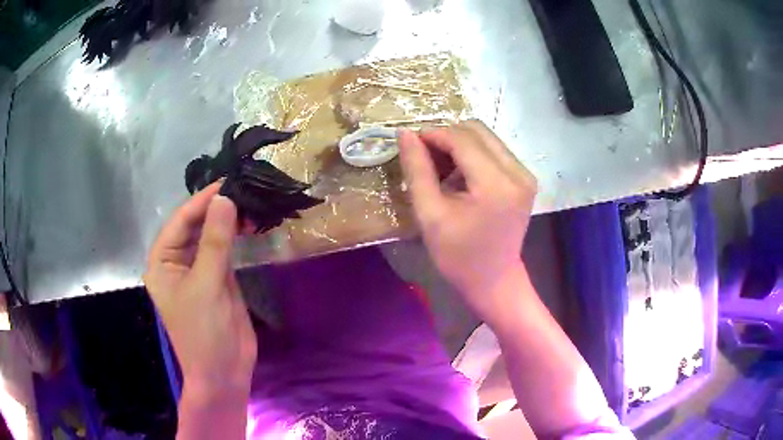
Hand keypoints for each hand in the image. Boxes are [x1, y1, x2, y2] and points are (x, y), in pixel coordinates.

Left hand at [143, 183, 256, 402]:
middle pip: (194, 226)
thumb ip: (215, 242)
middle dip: (216, 208)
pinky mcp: (218, 278)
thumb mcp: (206, 286)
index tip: (227, 182)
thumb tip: (225, 199)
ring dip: (228, 220)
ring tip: (250, 203)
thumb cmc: (204, 333)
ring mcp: (198, 269)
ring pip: (211, 236)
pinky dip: (236, 236)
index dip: (201, 201)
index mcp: (162, 262)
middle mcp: (177, 262)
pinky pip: (225, 249)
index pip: (180, 222)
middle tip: (243, 189)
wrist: (224, 373)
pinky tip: (250, 224)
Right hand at [398, 120, 537, 321]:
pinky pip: (495, 151)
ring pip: (486, 138)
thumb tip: (405, 134)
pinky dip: (473, 155)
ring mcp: (525, 175)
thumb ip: (417, 170)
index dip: (433, 134)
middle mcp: (518, 173)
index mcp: (496, 185)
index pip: (462, 139)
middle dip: (447, 137)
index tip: (411, 142)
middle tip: (426, 159)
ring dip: (460, 145)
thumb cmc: (458, 256)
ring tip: (442, 171)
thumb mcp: (430, 215)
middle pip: (477, 131)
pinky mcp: (525, 179)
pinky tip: (461, 177)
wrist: (493, 281)